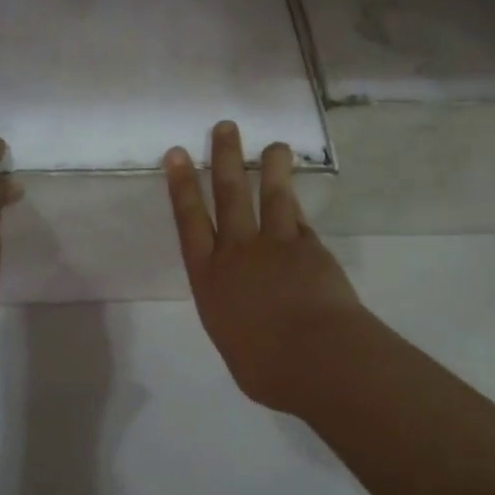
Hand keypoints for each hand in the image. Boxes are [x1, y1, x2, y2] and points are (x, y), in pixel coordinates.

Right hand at [165, 121, 370, 414]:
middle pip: (229, 196)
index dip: (182, 186)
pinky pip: (299, 219)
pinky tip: (294, 190)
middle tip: (225, 127)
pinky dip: (295, 203)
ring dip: (270, 167)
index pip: (190, 222)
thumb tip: (247, 320)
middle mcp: (238, 253)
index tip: (177, 154)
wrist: (316, 358)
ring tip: (273, 144)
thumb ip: (236, 322)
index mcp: (209, 279)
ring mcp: (276, 246)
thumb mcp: (234, 345)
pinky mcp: (310, 248)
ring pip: (271, 196)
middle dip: (224, 159)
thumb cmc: (265, 367)